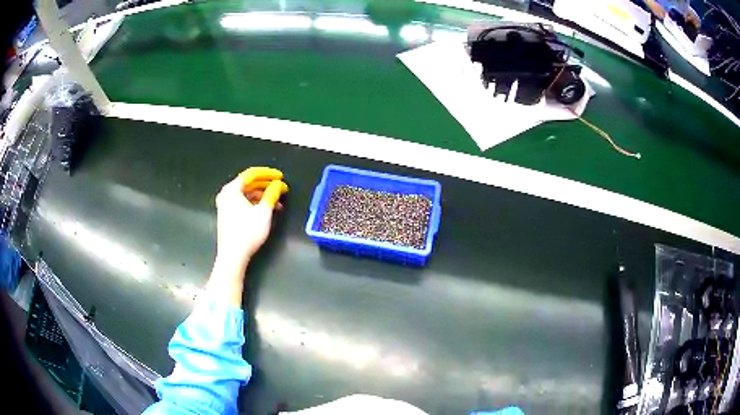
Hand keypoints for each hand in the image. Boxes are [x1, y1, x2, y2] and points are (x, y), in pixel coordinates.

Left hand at [208, 168, 287, 306]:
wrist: (233, 256)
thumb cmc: (247, 233)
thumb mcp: (264, 212)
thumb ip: (272, 194)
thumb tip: (279, 185)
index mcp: (231, 190)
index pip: (251, 174)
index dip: (268, 174)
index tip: (280, 177)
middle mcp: (226, 195)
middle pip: (249, 184)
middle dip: (266, 185)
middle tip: (280, 188)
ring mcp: (225, 205)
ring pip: (247, 194)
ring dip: (262, 196)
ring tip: (277, 201)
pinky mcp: (228, 215)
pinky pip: (243, 203)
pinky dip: (255, 204)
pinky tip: (267, 210)